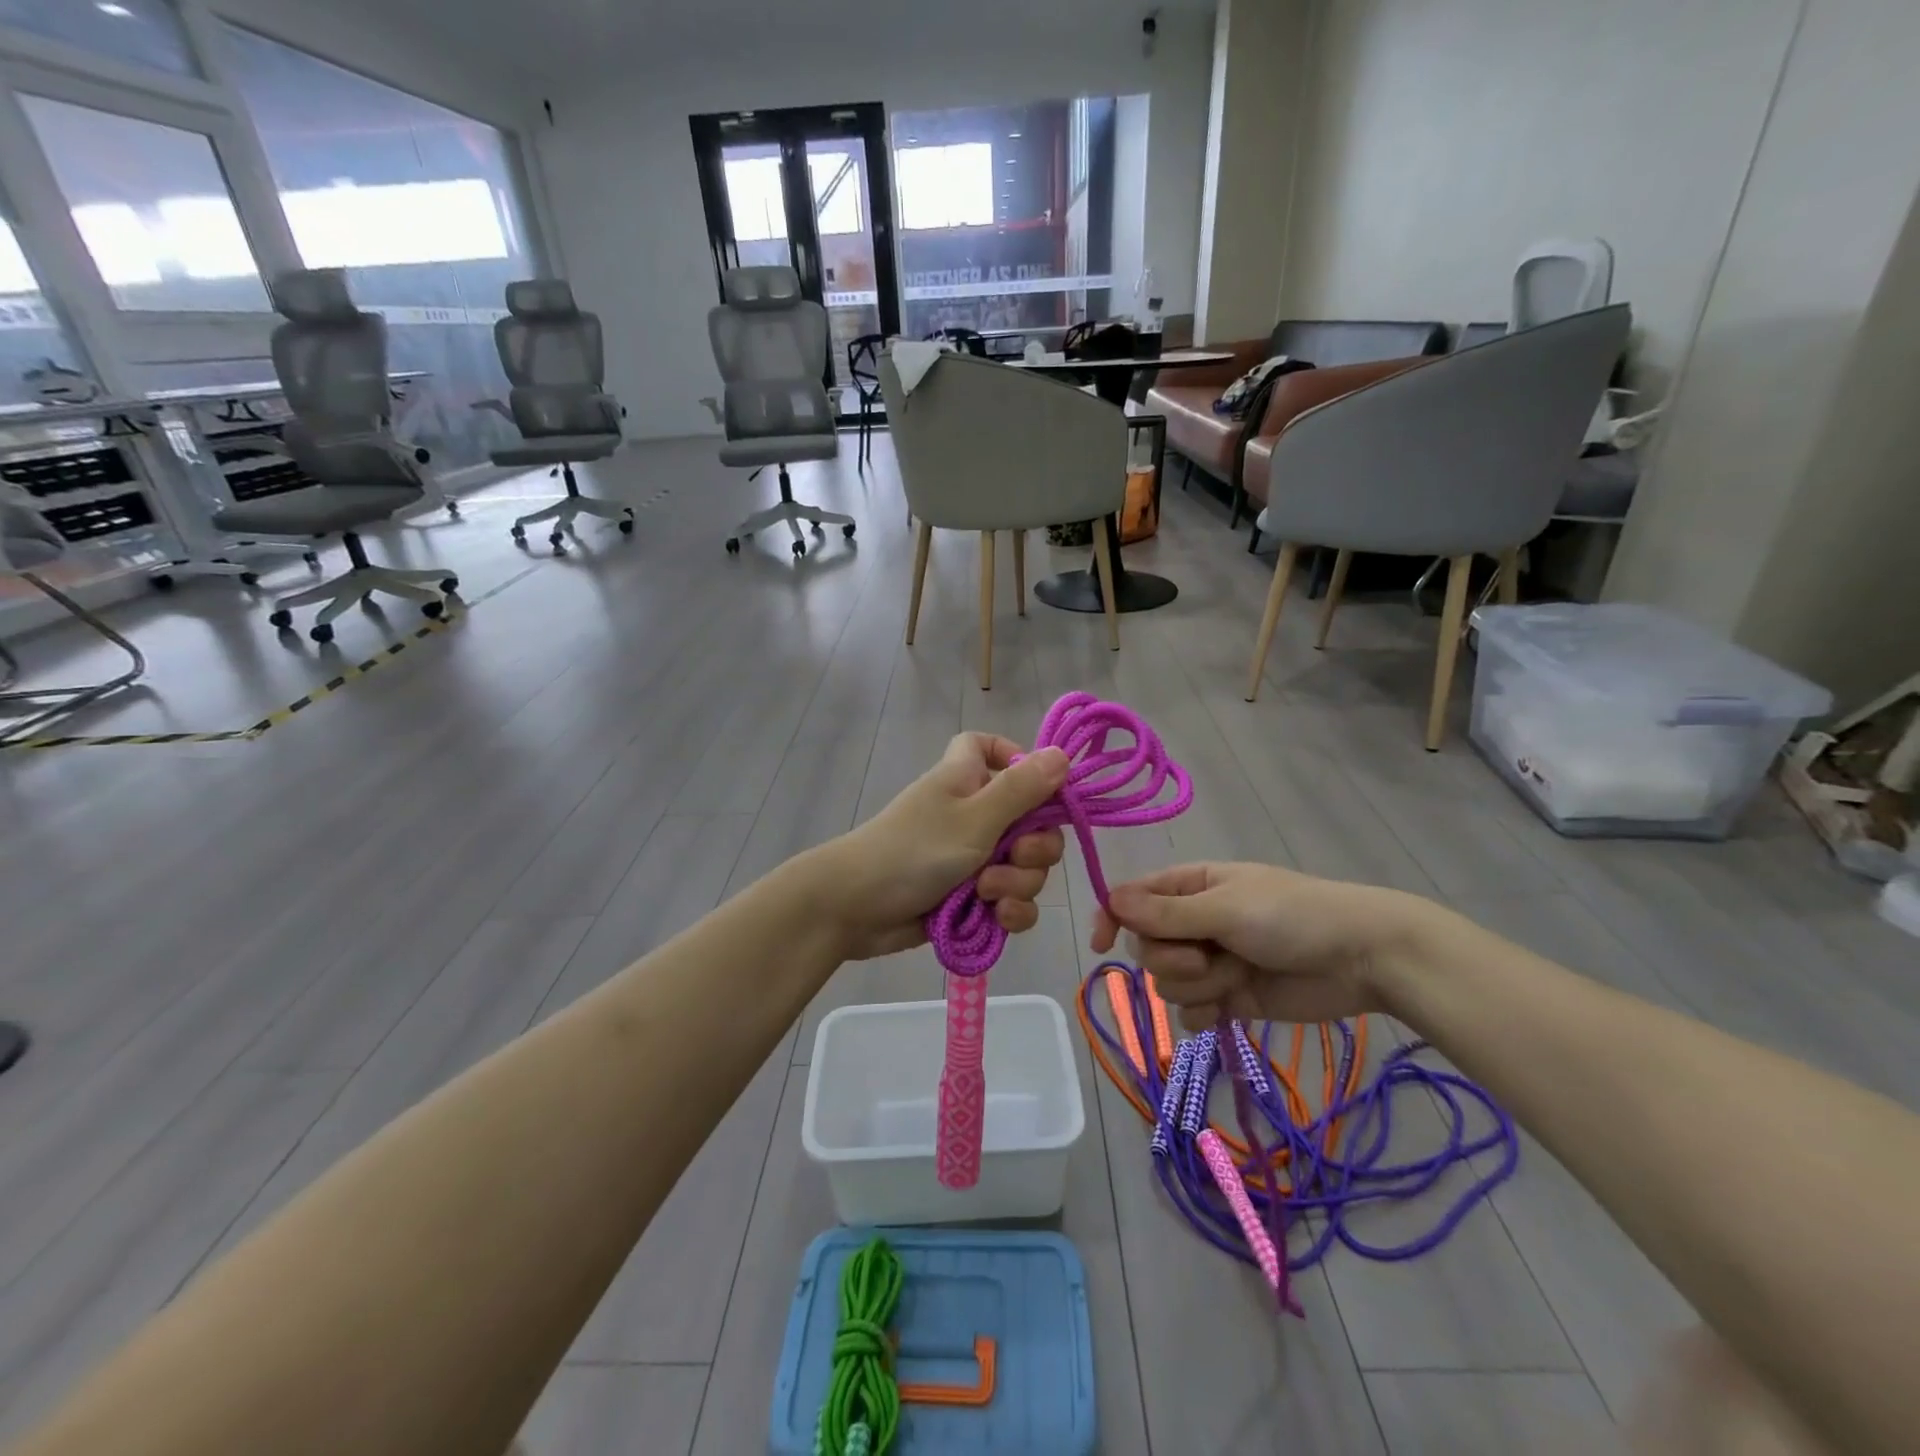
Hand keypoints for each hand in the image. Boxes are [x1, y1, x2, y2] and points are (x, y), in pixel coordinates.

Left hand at [813, 734, 1069, 959]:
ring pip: (1025, 866)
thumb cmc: (914, 849)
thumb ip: (1022, 789)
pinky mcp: (972, 899)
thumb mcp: (975, 817)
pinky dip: (1010, 910)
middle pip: (1031, 819)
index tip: (1038, 788)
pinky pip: (1011, 900)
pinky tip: (996, 920)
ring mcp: (972, 858)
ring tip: (986, 895)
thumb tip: (1063, 753)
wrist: (856, 908)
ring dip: (1018, 883)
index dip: (1016, 760)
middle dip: (1034, 847)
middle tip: (1013, 856)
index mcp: (968, 779)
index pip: (991, 748)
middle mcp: (974, 813)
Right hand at [1089, 861, 1438, 1024]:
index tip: (1101, 944)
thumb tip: (1110, 899)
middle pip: (1147, 948)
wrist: (1362, 959)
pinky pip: (1191, 1013)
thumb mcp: (1225, 907)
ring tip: (1237, 978)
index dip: (1112, 919)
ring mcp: (1211, 962)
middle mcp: (1193, 923)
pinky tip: (1231, 1009)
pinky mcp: (1229, 999)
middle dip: (1172, 959)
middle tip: (1208, 957)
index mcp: (1190, 887)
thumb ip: (1166, 912)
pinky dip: (1205, 1014)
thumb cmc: (1292, 916)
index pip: (1132, 900)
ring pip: (1167, 984)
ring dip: (1197, 986)